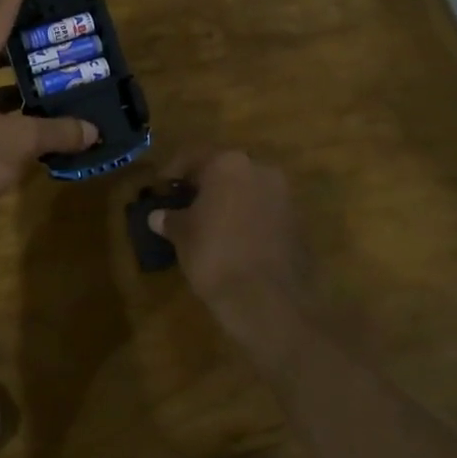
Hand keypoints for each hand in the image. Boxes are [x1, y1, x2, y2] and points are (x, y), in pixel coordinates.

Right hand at [149, 151, 309, 333]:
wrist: (269, 300)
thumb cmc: (215, 255)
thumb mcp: (182, 235)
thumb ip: (170, 219)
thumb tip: (158, 216)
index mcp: (228, 164)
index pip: (193, 157)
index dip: (173, 172)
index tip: (161, 187)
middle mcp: (260, 170)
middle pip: (225, 170)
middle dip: (205, 185)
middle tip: (185, 202)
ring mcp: (284, 196)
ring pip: (248, 190)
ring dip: (229, 201)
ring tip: (209, 223)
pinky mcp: (298, 223)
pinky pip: (265, 212)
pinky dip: (248, 219)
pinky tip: (233, 239)